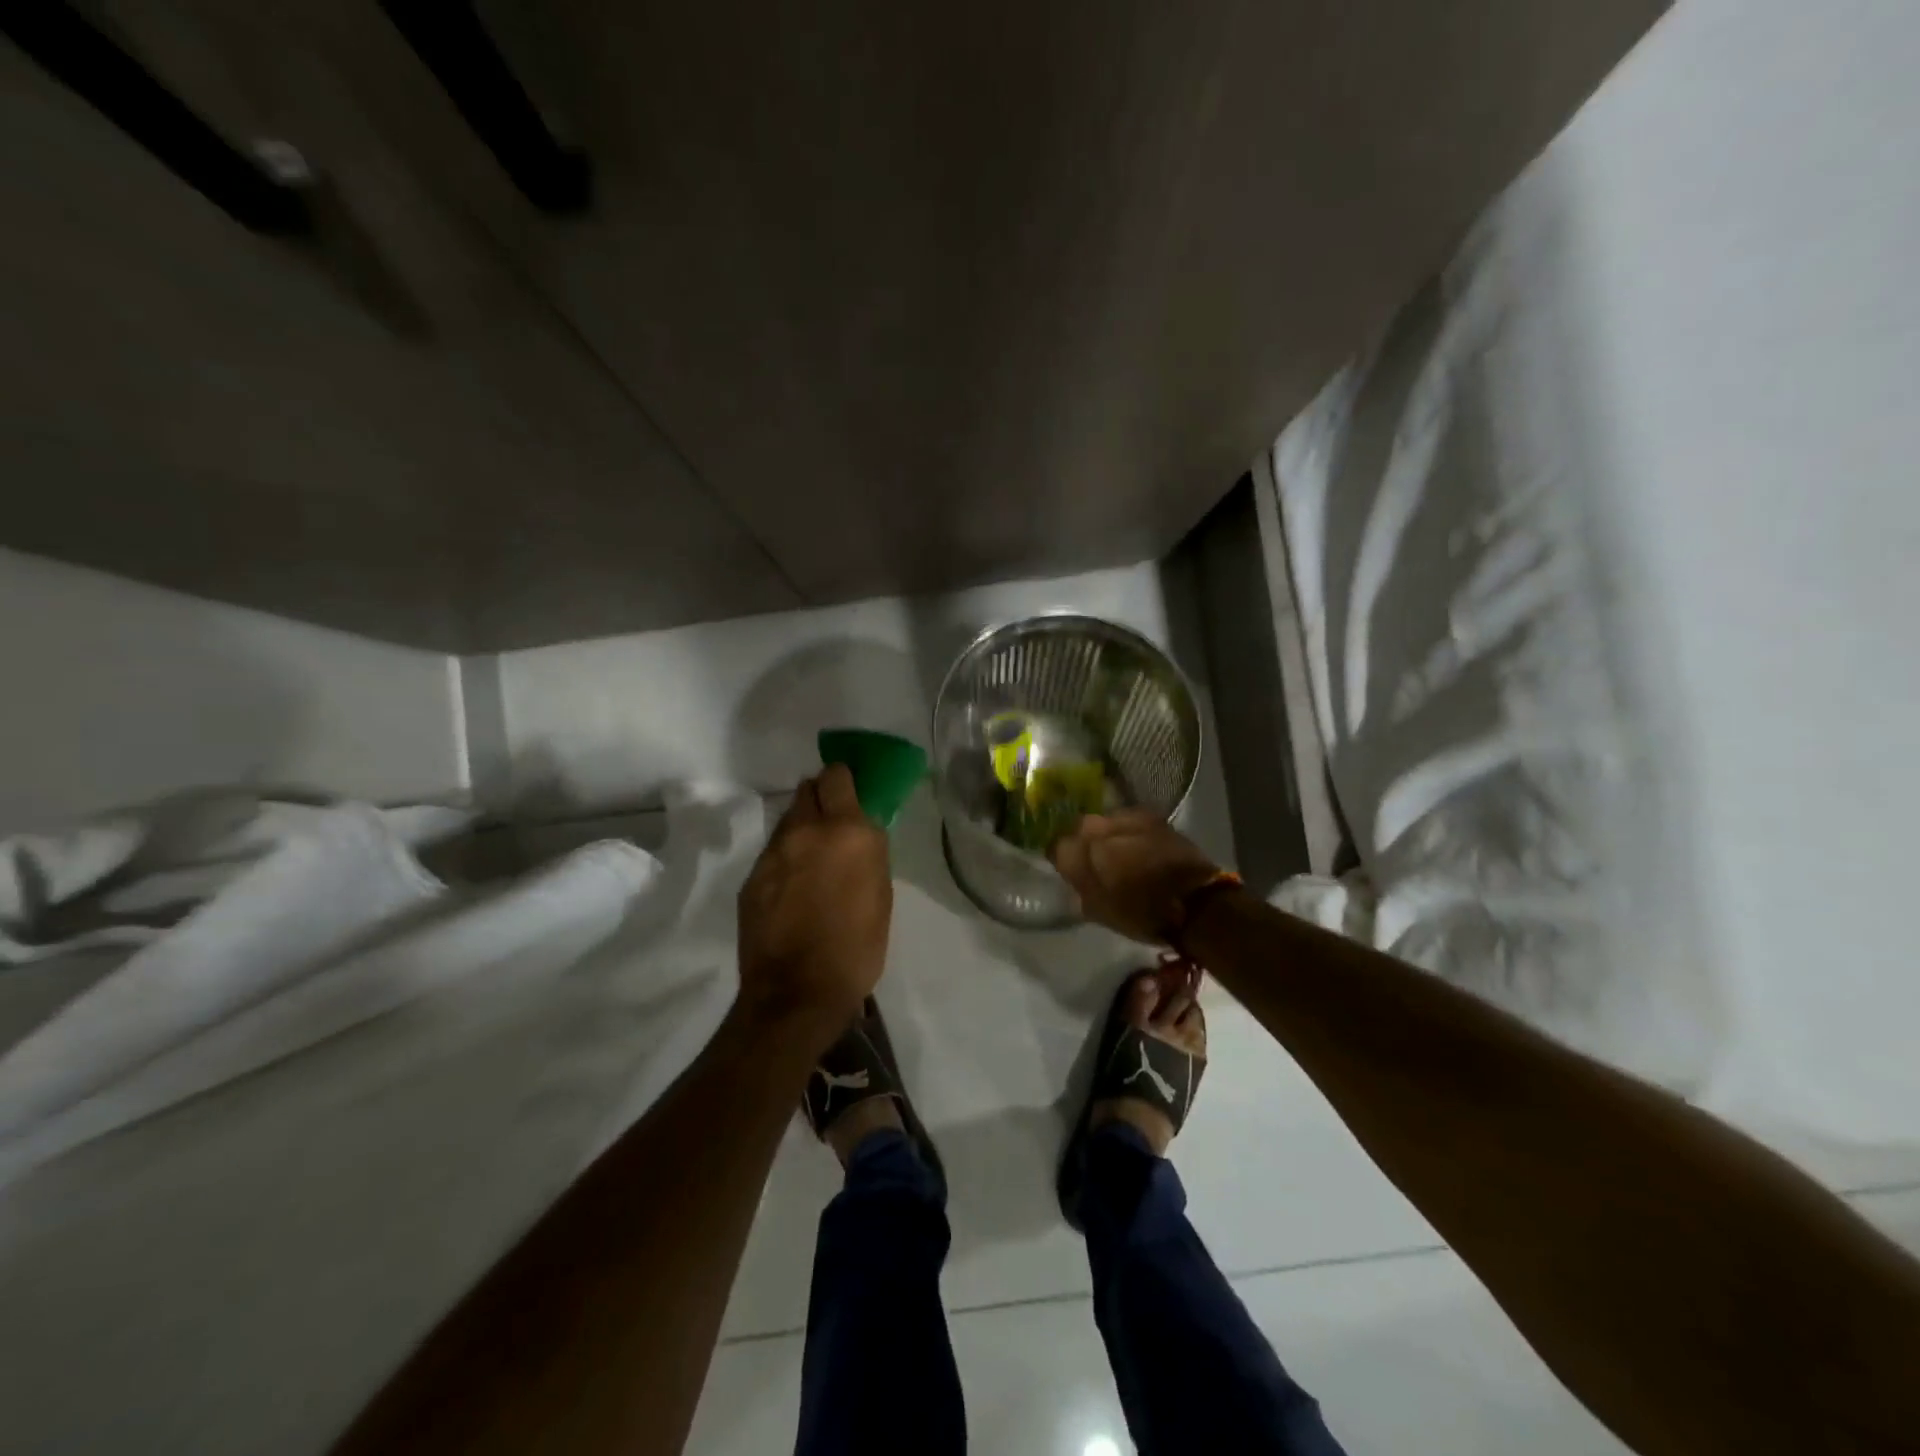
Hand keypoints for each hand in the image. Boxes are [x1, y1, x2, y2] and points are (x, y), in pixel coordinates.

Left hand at [736, 764, 892, 1040]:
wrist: (797, 993)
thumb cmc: (856, 948)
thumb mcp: (880, 895)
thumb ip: (868, 853)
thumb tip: (860, 834)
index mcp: (847, 831)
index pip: (837, 776)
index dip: (843, 780)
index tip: (851, 793)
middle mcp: (807, 831)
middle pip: (808, 789)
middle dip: (821, 798)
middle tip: (833, 824)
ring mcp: (773, 853)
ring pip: (788, 821)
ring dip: (802, 829)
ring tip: (812, 861)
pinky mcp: (752, 878)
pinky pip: (773, 853)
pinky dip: (785, 859)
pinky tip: (792, 889)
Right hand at [1050, 809, 1222, 944]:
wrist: (1195, 902)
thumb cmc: (1141, 913)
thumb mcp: (1099, 911)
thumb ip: (1080, 888)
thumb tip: (1075, 877)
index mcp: (1079, 850)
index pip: (1056, 846)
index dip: (1061, 859)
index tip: (1068, 869)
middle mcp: (1096, 825)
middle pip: (1080, 828)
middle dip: (1084, 842)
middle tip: (1095, 861)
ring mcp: (1126, 816)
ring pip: (1107, 822)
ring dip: (1109, 835)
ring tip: (1122, 853)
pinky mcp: (1152, 816)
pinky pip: (1131, 822)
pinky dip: (1132, 832)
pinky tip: (1141, 847)